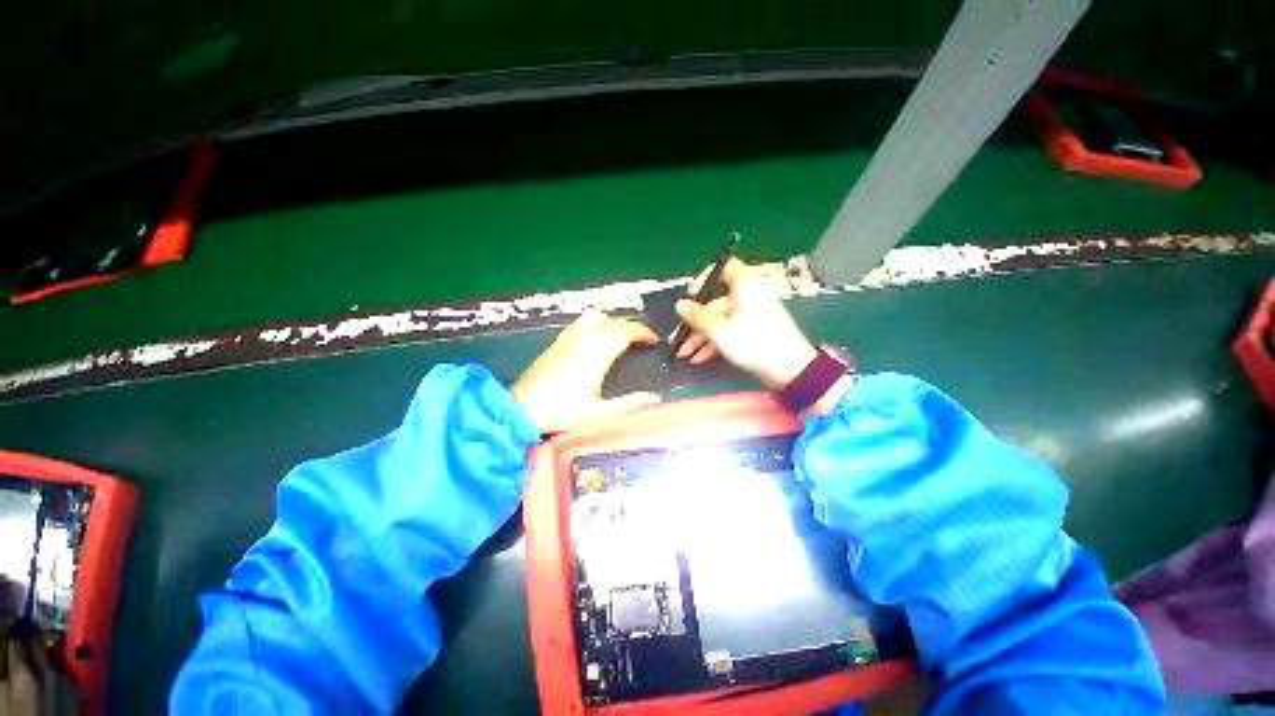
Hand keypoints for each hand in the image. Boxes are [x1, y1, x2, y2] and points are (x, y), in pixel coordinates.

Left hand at [512, 311, 661, 432]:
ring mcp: (568, 338)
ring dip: (612, 321)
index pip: (625, 331)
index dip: (643, 332)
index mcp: (596, 354)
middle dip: (631, 326)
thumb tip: (654, 398)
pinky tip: (595, 340)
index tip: (654, 340)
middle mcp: (583, 339)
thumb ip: (628, 404)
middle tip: (642, 340)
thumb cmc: (561, 411)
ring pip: (595, 317)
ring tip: (620, 337)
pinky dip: (595, 325)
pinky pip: (581, 324)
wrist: (520, 408)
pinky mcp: (556, 342)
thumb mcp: (598, 413)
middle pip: (613, 321)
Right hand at [672, 258, 817, 387]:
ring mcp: (750, 314)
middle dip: (694, 321)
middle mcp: (748, 295)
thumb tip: (679, 304)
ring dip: (700, 336)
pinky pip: (728, 330)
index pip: (724, 268)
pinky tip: (698, 358)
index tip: (690, 296)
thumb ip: (697, 317)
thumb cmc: (754, 343)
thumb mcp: (720, 331)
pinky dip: (714, 342)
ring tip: (683, 354)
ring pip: (719, 319)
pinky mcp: (752, 331)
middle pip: (715, 301)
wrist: (790, 369)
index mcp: (744, 285)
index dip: (704, 278)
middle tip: (677, 337)